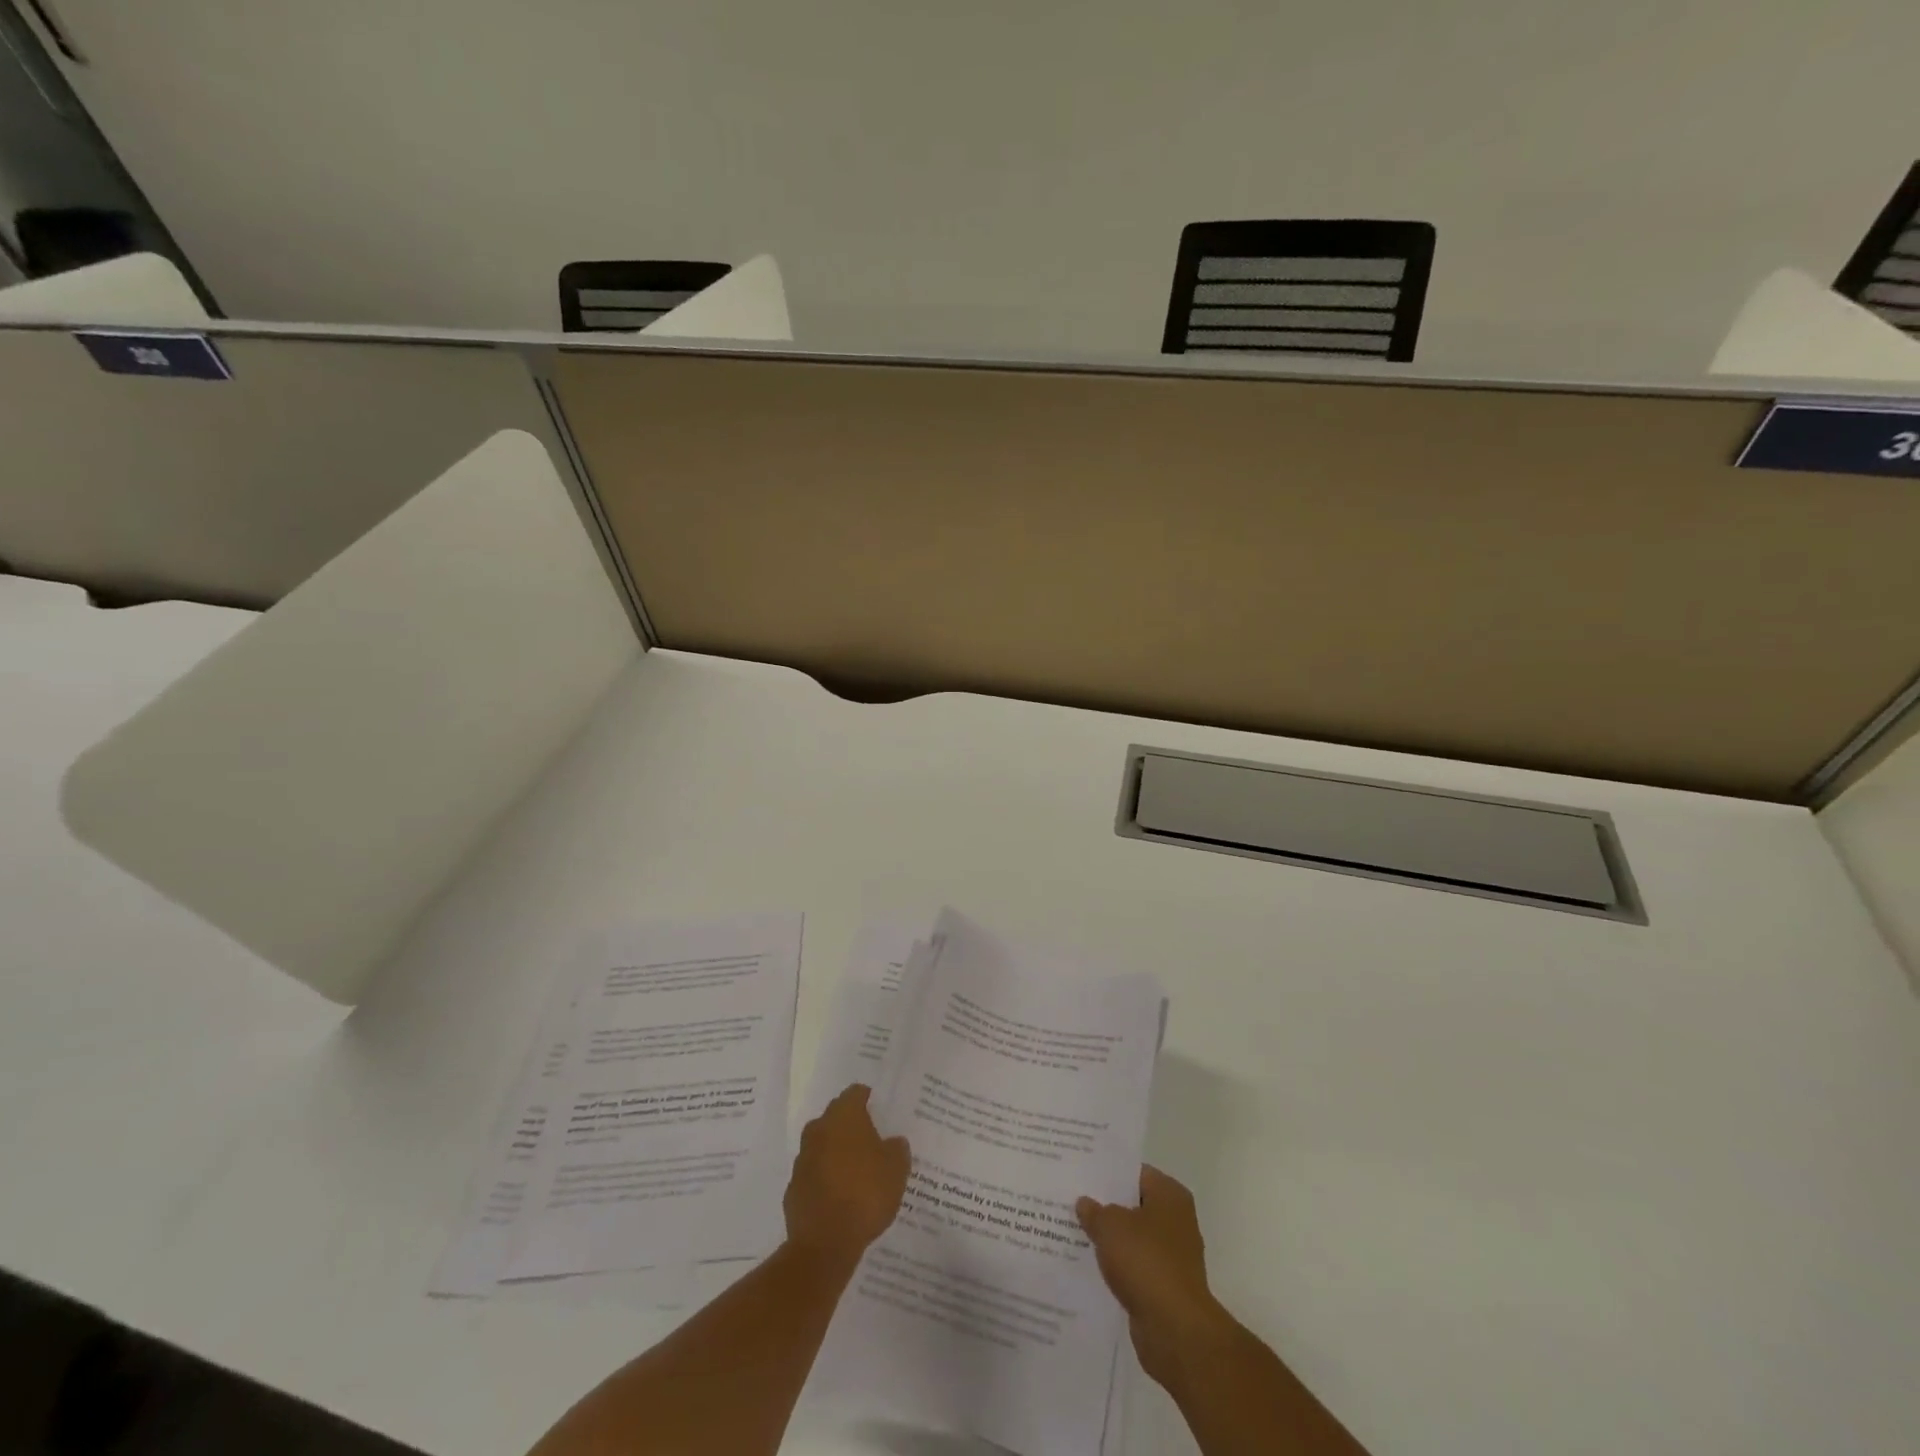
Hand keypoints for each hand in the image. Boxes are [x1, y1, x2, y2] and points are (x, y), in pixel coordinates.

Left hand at [784, 1085, 910, 1270]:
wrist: (824, 1243)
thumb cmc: (866, 1194)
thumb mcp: (897, 1169)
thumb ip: (897, 1149)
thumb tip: (893, 1142)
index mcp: (844, 1117)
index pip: (855, 1093)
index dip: (868, 1099)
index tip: (880, 1110)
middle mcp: (819, 1130)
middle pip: (836, 1117)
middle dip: (851, 1126)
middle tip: (871, 1140)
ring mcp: (802, 1159)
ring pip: (823, 1145)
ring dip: (836, 1152)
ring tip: (856, 1171)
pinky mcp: (794, 1188)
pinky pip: (814, 1174)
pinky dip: (825, 1178)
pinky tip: (839, 1196)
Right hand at [1077, 1166, 1226, 1386]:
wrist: (1175, 1330)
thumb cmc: (1145, 1262)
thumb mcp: (1110, 1226)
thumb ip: (1094, 1211)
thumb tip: (1085, 1203)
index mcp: (1169, 1195)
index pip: (1134, 1172)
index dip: (1108, 1172)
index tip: (1081, 1173)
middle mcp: (1176, 1220)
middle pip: (1134, 1205)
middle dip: (1106, 1205)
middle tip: (1072, 1199)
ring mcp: (1173, 1256)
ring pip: (1133, 1238)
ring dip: (1110, 1239)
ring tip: (1074, 1230)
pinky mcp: (1165, 1286)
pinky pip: (1135, 1266)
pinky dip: (1117, 1266)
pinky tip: (1089, 1264)